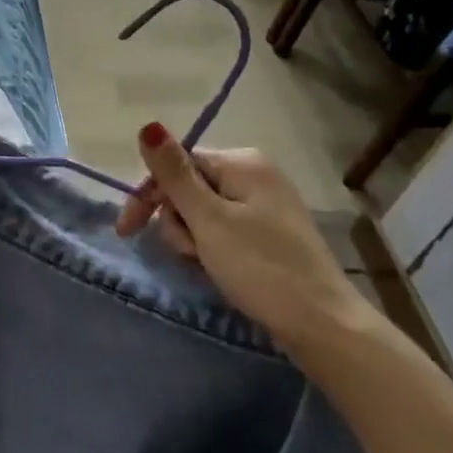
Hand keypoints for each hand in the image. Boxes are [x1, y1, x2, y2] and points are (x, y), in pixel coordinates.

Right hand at [115, 122, 369, 352]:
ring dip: (193, 239)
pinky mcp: (270, 234)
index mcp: (242, 162)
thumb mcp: (209, 220)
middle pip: (188, 187)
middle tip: (189, 253)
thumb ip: (174, 173)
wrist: (324, 326)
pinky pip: (223, 230)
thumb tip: (147, 125)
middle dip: (177, 221)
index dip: (149, 195)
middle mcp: (255, 174)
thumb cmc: (262, 268)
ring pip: (203, 212)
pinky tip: (219, 270)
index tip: (129, 232)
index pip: (177, 164)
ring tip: (207, 265)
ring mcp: (265, 205)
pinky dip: (212, 248)